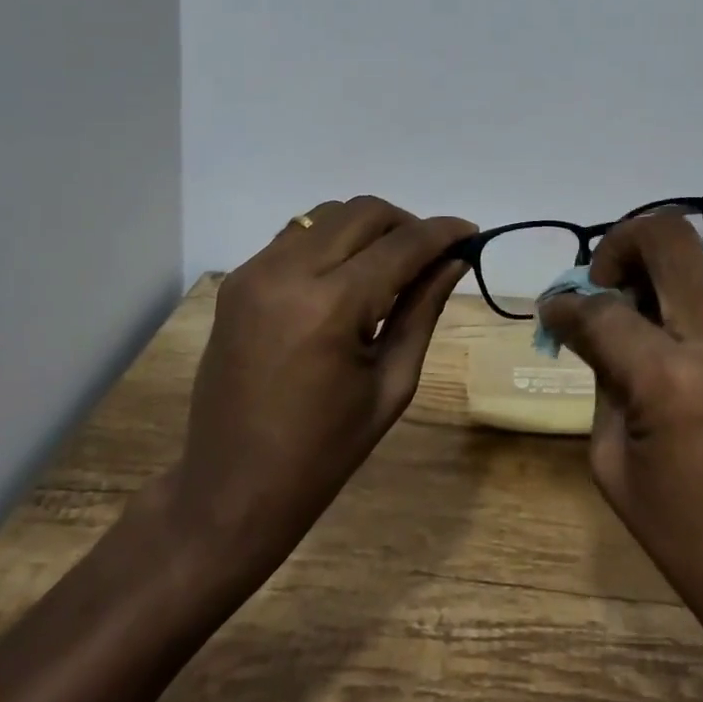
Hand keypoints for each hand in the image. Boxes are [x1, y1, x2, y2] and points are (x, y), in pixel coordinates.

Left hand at [164, 197, 474, 600]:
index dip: (443, 232)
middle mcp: (287, 272)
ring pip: (328, 214)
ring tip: (388, 269)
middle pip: (363, 212)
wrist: (230, 490)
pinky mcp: (238, 280)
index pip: (401, 245)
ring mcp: (255, 271)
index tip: (472, 233)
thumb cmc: (323, 452)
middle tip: (430, 258)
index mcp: (330, 306)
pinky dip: (332, 242)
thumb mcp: (390, 384)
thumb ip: (423, 310)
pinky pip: (297, 235)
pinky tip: (345, 280)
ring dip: (368, 229)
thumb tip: (455, 261)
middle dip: (406, 225)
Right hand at [541, 212, 702, 701]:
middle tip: (604, 290)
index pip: (604, 307)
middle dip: (620, 248)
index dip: (567, 302)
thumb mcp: (614, 461)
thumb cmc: (688, 538)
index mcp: (671, 378)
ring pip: (699, 259)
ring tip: (638, 319)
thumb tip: (585, 325)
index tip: (555, 308)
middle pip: (666, 236)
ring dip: (657, 272)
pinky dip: (687, 300)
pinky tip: (676, 347)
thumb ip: (601, 376)